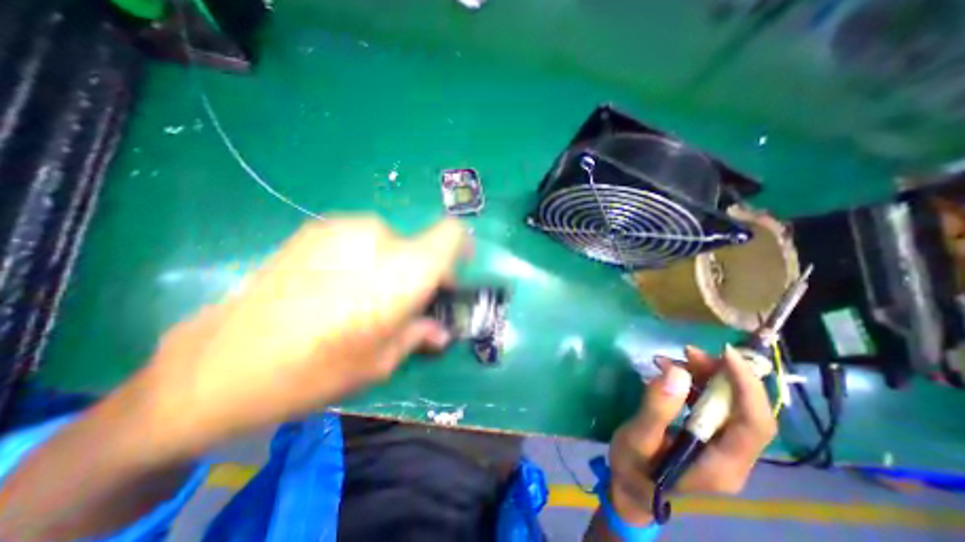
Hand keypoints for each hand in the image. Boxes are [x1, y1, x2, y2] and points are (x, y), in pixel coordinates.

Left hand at [138, 217, 464, 457]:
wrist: (222, 363)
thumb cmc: (318, 368)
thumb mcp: (382, 361)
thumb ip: (419, 335)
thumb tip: (440, 332)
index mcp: (405, 270)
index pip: (450, 234)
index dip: (460, 247)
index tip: (453, 273)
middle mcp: (380, 239)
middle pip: (420, 244)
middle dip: (421, 270)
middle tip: (407, 299)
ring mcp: (344, 228)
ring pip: (390, 241)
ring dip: (391, 265)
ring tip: (366, 295)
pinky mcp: (315, 228)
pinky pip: (360, 238)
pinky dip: (364, 257)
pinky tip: (338, 284)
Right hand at [600, 345, 774, 522]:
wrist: (631, 489)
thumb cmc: (633, 468)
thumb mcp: (637, 438)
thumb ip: (657, 409)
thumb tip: (677, 373)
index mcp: (721, 465)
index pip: (754, 424)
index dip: (747, 386)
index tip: (725, 354)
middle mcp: (732, 458)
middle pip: (744, 410)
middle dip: (721, 375)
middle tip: (687, 352)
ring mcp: (722, 450)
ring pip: (729, 405)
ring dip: (707, 377)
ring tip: (673, 359)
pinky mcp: (709, 440)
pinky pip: (713, 406)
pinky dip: (696, 385)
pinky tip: (672, 374)